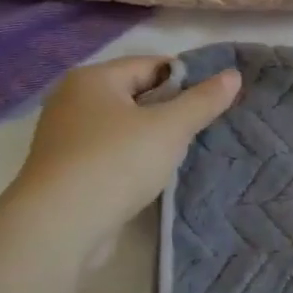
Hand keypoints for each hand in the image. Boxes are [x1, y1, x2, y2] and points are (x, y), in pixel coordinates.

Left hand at [1, 57, 240, 259]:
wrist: (60, 227)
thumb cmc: (117, 163)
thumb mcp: (170, 128)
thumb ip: (203, 100)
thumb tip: (233, 75)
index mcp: (93, 79)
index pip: (152, 64)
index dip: (189, 77)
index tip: (218, 98)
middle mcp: (74, 101)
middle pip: (138, 94)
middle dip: (173, 108)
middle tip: (209, 124)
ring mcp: (68, 137)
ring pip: (126, 126)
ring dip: (156, 136)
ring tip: (189, 149)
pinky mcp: (70, 170)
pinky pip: (114, 152)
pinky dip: (137, 157)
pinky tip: (158, 172)